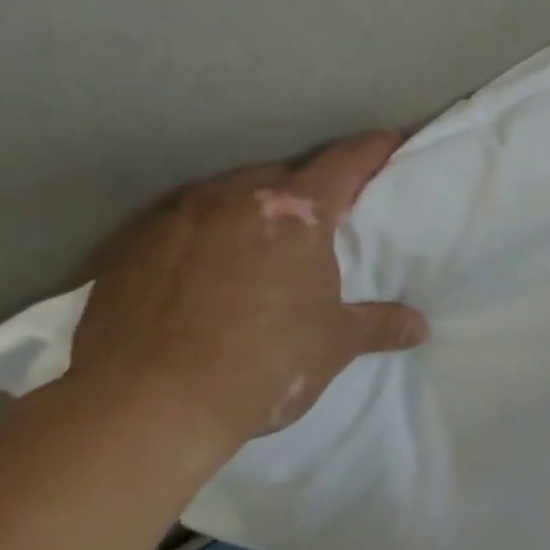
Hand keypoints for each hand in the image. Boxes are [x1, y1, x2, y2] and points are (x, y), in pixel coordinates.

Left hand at [69, 132, 427, 447]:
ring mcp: (176, 219)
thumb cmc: (263, 363)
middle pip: (284, 174)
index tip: (390, 141)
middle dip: (308, 186)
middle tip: (324, 212)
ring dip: (252, 208)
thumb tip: (420, 327)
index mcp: (296, 213)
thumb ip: (378, 325)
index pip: (346, 162)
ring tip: (261, 240)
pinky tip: (204, 272)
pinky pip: (182, 227)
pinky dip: (204, 237)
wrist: (144, 407)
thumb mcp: (333, 345)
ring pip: (228, 195)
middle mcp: (236, 198)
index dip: (373, 148)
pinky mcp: (129, 249)